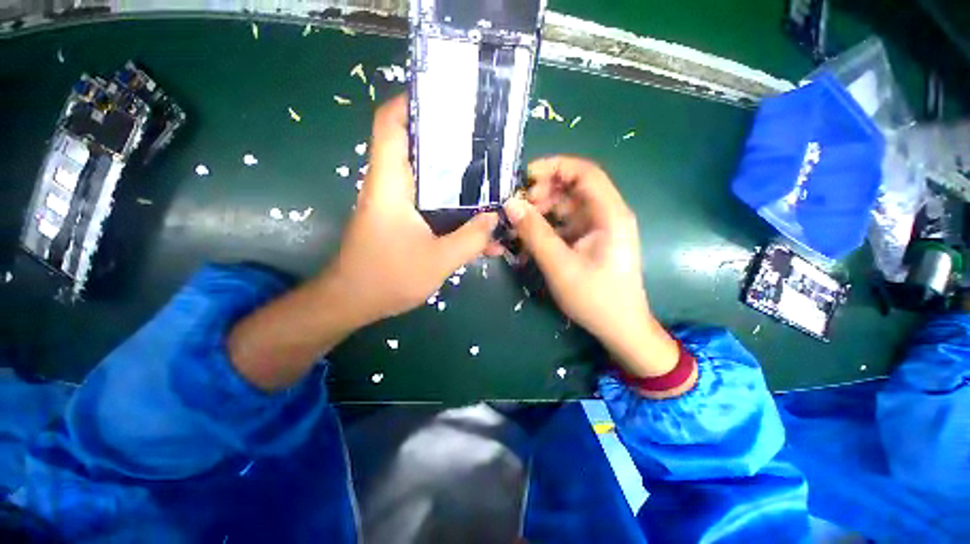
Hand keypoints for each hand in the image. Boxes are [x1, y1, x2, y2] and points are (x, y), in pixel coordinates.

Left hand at [327, 94, 498, 327]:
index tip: (447, 100)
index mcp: (390, 184)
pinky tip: (475, 221)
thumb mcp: (438, 260)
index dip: (412, 102)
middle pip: (418, 147)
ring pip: (429, 179)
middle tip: (484, 142)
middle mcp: (391, 186)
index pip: (391, 124)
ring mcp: (397, 204)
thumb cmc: (388, 278)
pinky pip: (432, 205)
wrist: (353, 302)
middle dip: (450, 141)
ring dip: (457, 179)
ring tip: (489, 179)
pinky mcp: (403, 220)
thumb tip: (495, 217)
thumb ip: (471, 239)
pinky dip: (452, 208)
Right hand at [503, 156, 679, 378]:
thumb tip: (510, 204)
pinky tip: (529, 240)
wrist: (620, 328)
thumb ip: (534, 233)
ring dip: (542, 212)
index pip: (585, 172)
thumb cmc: (596, 298)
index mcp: (610, 214)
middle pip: (574, 188)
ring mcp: (598, 229)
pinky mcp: (589, 242)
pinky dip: (547, 228)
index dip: (555, 167)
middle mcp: (607, 215)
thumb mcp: (560, 265)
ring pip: (566, 207)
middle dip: (544, 193)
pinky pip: (565, 225)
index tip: (525, 177)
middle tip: (519, 208)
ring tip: (520, 227)